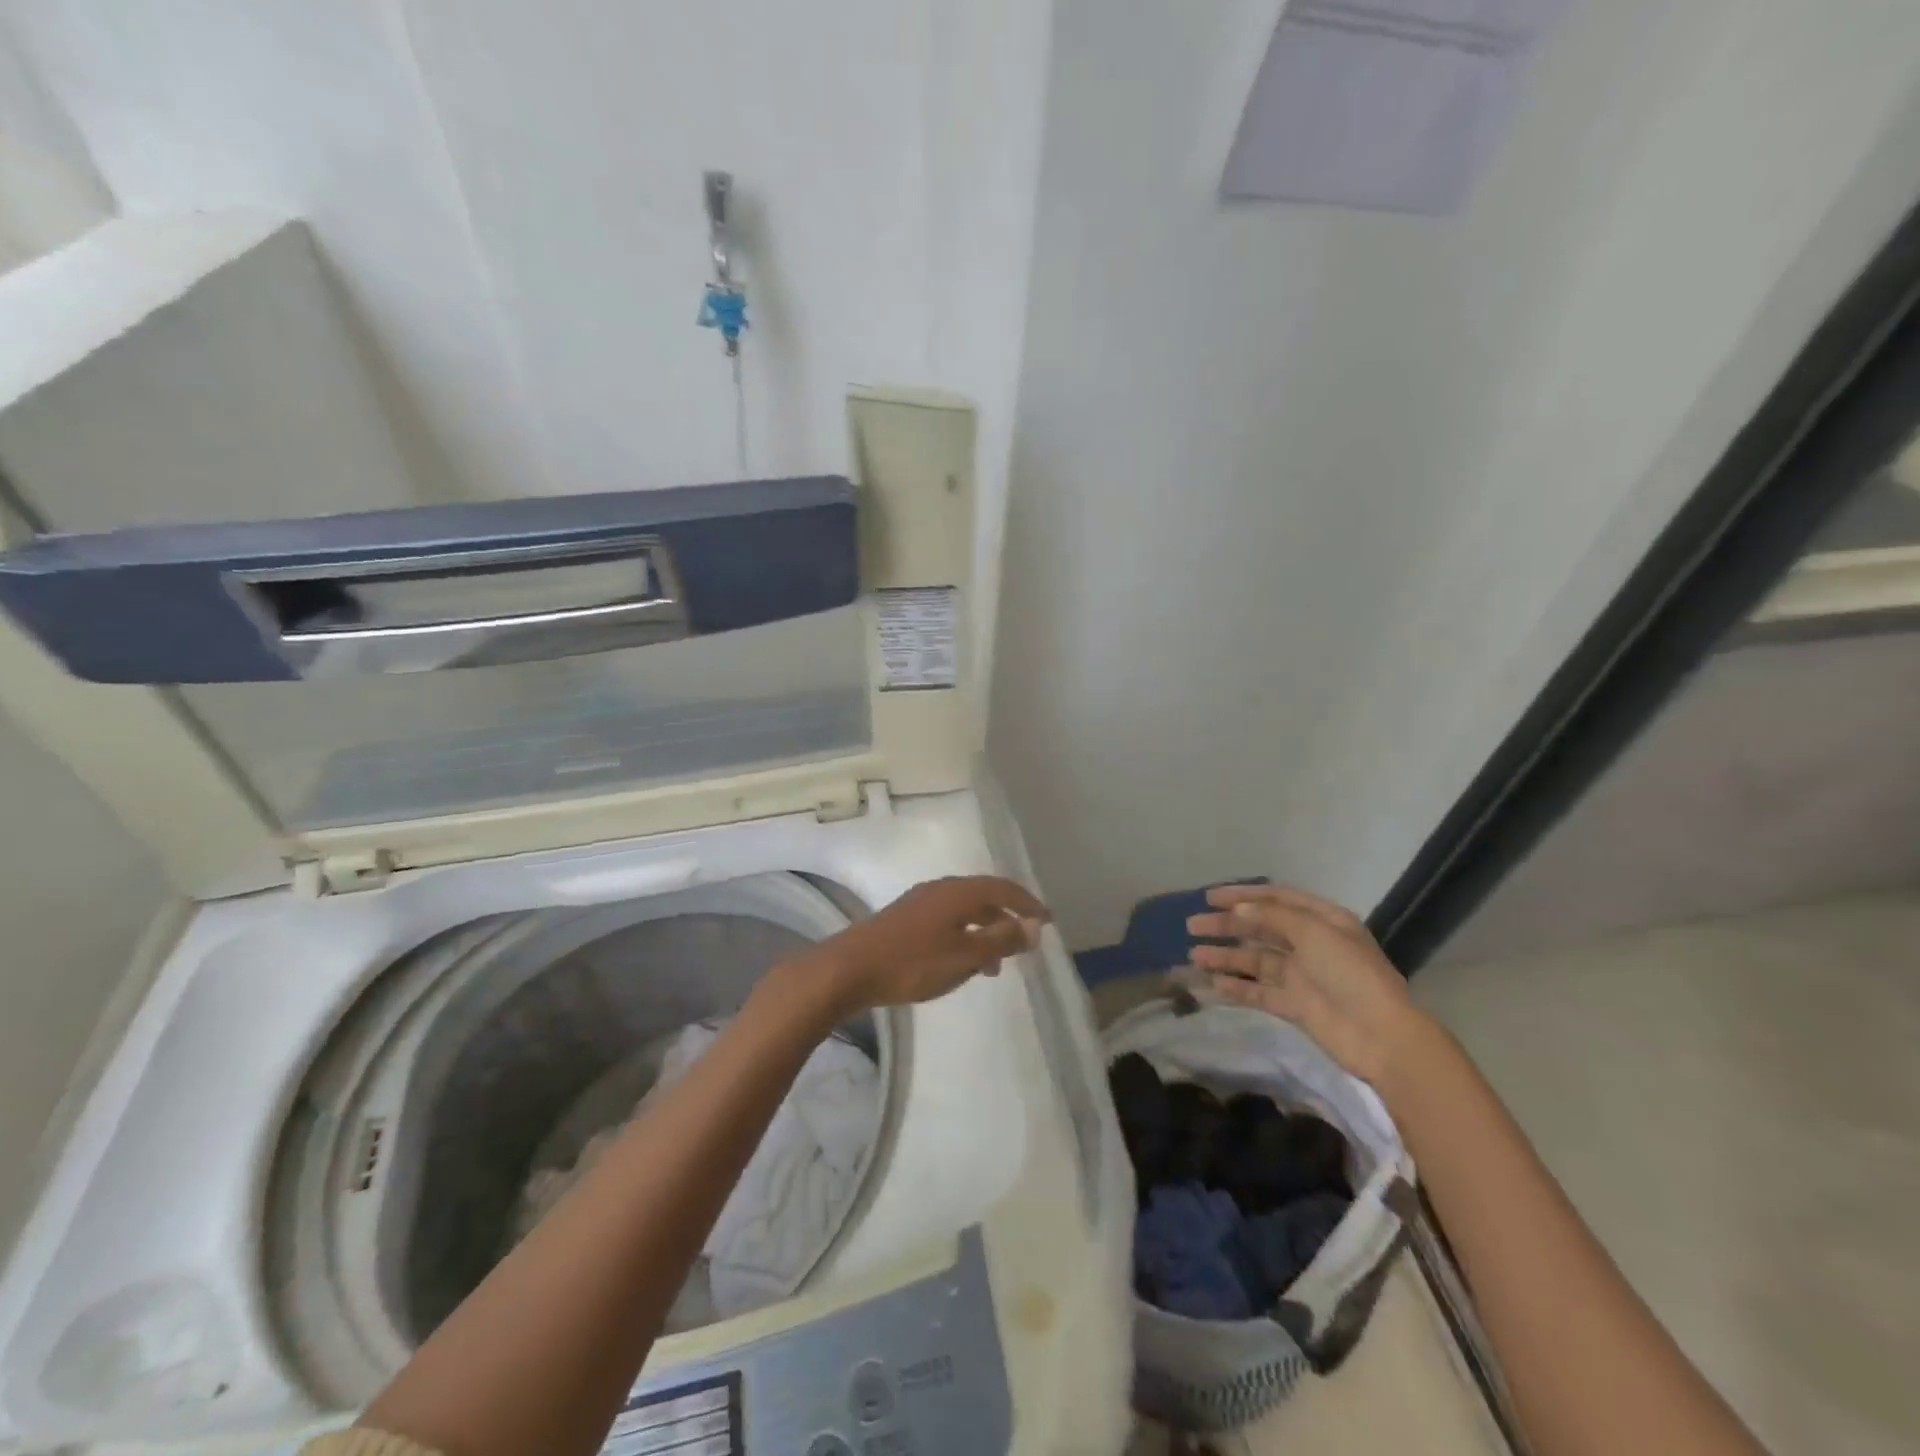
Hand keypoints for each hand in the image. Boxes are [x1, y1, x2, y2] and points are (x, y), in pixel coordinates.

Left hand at [809, 876, 1048, 1017]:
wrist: (848, 969)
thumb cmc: (912, 963)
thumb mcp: (964, 956)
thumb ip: (1001, 940)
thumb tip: (1033, 927)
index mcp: (957, 892)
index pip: (1003, 889)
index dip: (1028, 904)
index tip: (1047, 921)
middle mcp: (940, 889)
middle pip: (983, 897)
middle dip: (1007, 918)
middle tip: (1025, 942)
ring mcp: (920, 903)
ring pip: (964, 911)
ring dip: (985, 932)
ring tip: (996, 965)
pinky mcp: (905, 919)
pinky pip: (947, 921)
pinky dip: (965, 937)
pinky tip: (962, 963)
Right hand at [1186, 884, 1425, 1088]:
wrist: (1382, 1037)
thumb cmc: (1351, 974)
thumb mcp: (1314, 933)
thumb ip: (1272, 918)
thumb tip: (1237, 911)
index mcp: (1322, 920)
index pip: (1276, 900)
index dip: (1242, 896)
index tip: (1210, 898)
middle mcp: (1310, 944)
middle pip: (1261, 929)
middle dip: (1227, 926)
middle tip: (1192, 926)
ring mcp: (1302, 976)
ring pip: (1255, 960)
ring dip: (1226, 957)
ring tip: (1194, 956)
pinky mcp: (1295, 1006)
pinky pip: (1259, 992)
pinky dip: (1236, 987)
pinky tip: (1212, 985)